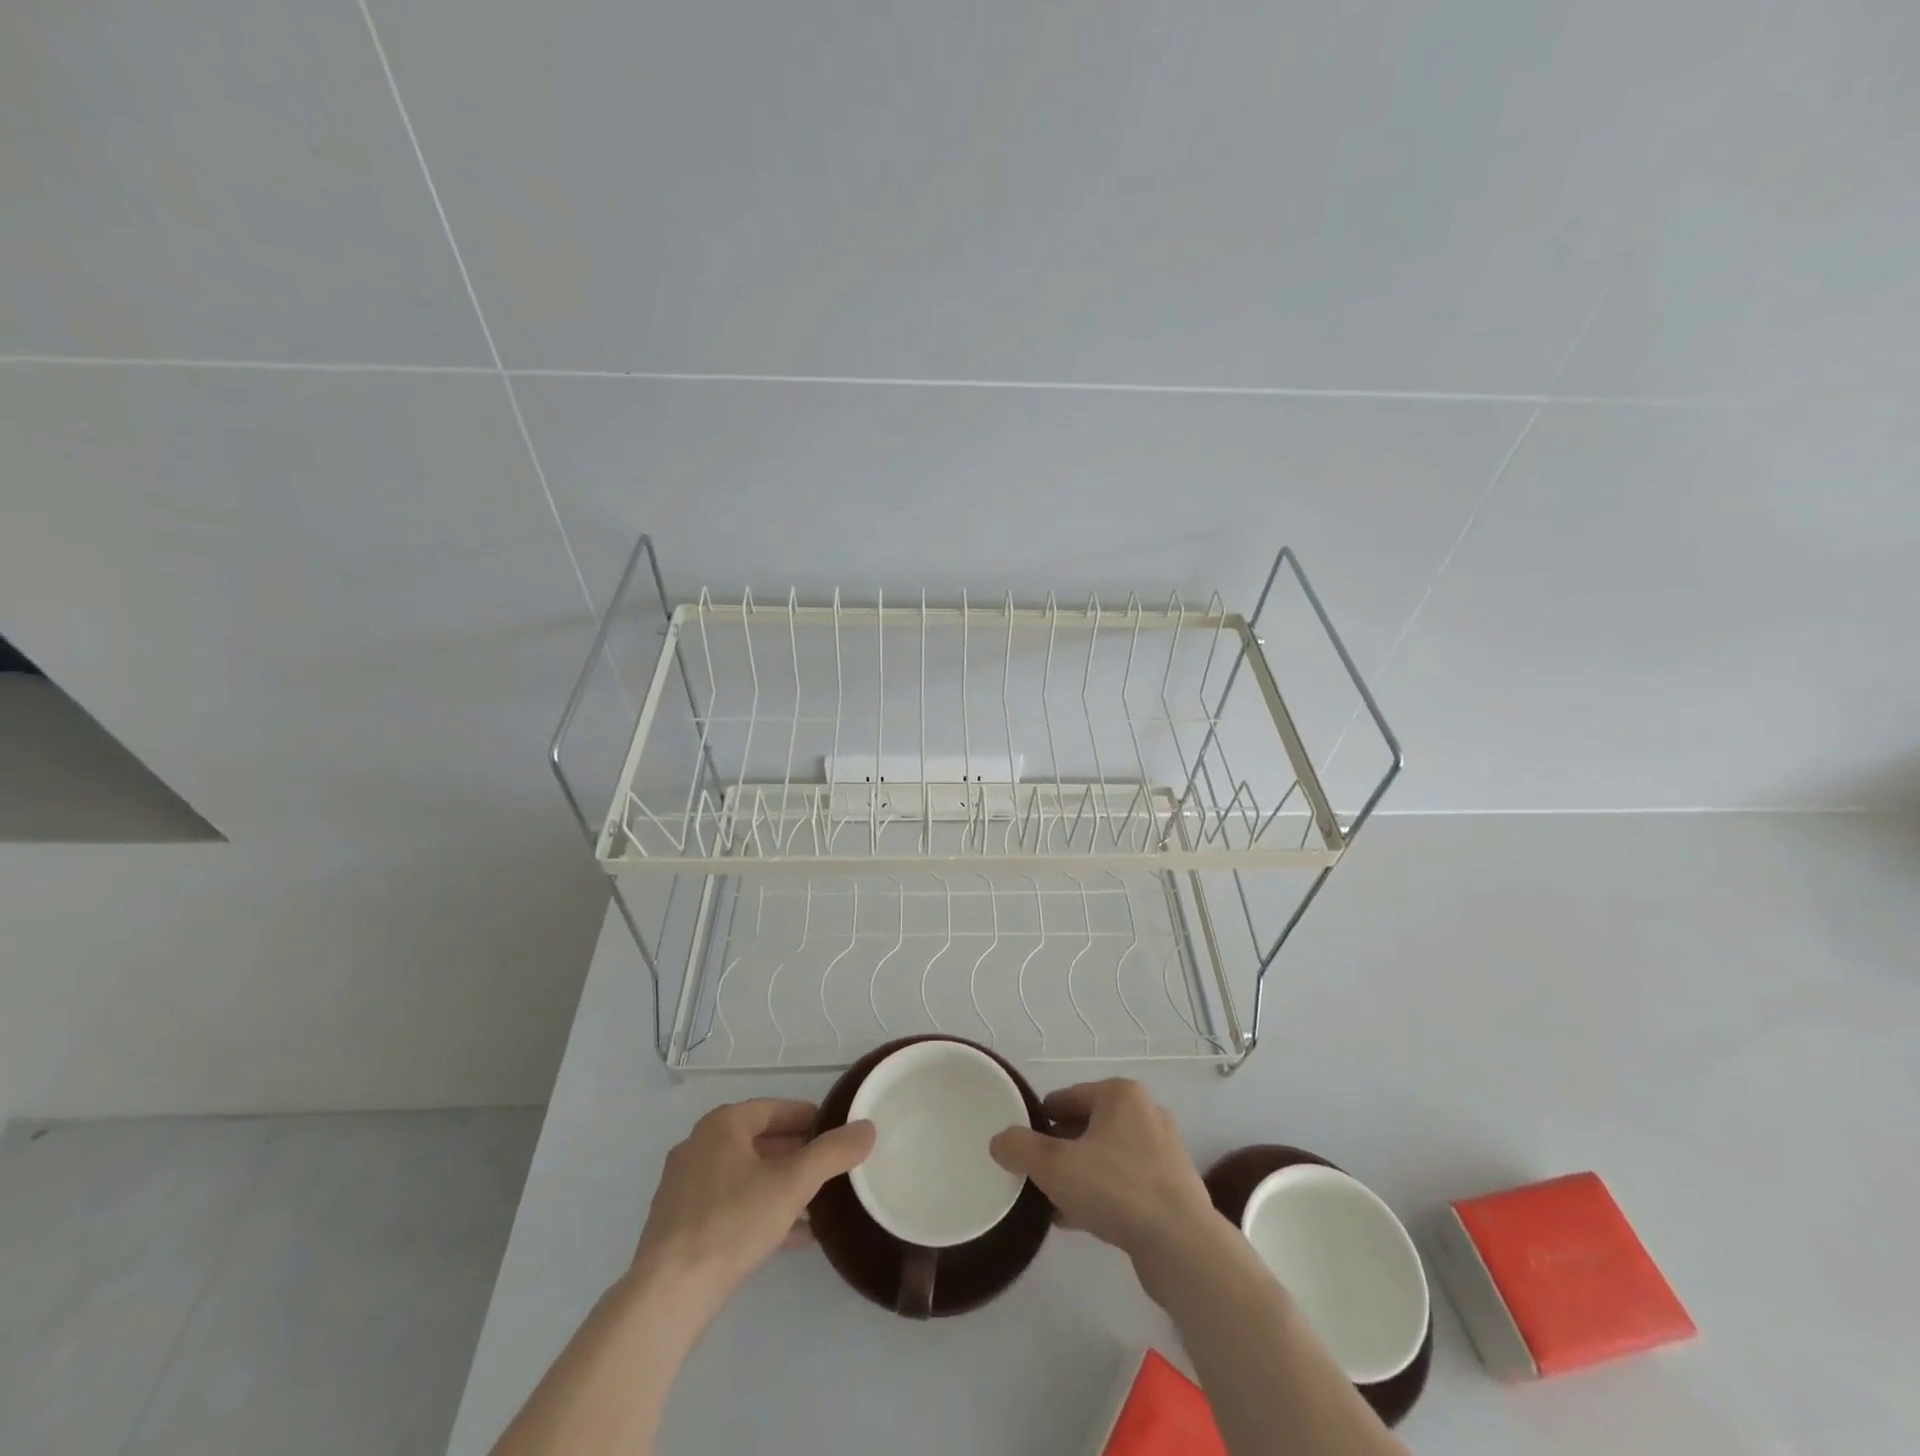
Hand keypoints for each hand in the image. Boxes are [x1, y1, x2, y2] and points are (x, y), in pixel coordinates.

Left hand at [631, 1099, 874, 1314]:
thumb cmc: (733, 1222)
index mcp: (722, 1125)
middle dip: (797, 1152)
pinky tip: (793, 1235)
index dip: (807, 1116)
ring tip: (819, 1201)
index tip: (835, 1129)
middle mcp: (699, 1147)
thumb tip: (868, 1127)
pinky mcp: (680, 1226)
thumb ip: (833, 1153)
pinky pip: (731, 1206)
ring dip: (781, 1184)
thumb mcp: (793, 1183)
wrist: (667, 1296)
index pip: (774, 1108)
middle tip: (831, 1165)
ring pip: (746, 1176)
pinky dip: (761, 1210)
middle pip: (759, 1141)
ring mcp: (685, 1188)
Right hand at [989, 1080, 1219, 1273]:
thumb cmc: (1116, 1189)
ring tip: (1052, 1202)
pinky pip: (1124, 1183)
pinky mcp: (1172, 1189)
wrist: (1182, 1247)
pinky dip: (1101, 1195)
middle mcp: (1145, 1114)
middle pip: (1086, 1126)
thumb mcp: (1054, 1165)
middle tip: (1036, 1175)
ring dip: (1080, 1175)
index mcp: (1120, 1094)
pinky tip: (1079, 1221)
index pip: (1066, 1098)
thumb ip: (1020, 1148)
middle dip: (1060, 1150)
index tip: (1022, 1146)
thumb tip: (999, 1140)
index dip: (1039, 1121)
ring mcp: (1163, 1152)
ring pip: (1106, 1157)